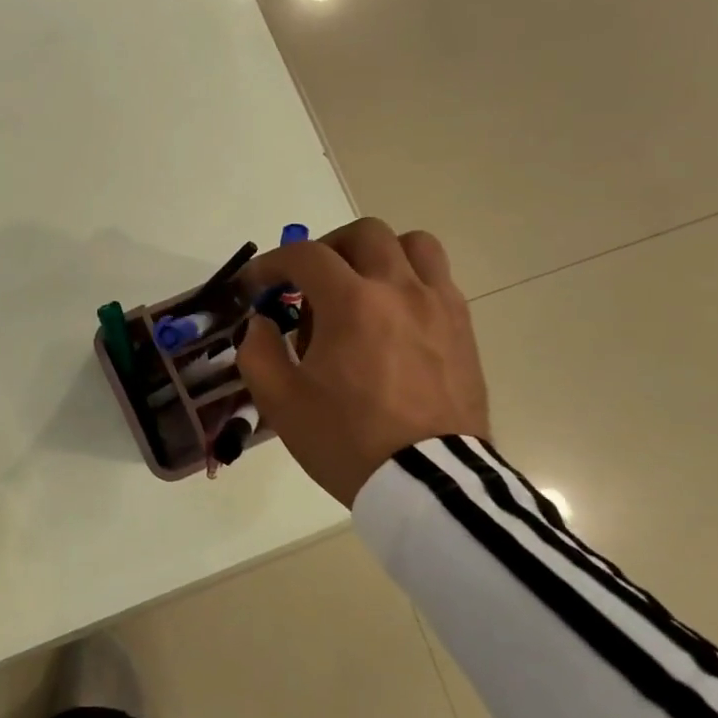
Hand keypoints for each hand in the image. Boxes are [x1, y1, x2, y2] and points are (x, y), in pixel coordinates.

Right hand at [236, 218, 489, 506]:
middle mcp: (400, 289)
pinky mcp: (463, 328)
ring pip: (414, 245)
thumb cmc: (347, 440)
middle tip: (307, 283)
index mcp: (352, 303)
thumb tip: (261, 323)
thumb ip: (257, 351)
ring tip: (359, 289)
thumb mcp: (280, 402)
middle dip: (326, 249)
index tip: (254, 286)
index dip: (270, 264)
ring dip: (378, 255)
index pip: (305, 256)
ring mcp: (439, 306)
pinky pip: (438, 280)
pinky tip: (391, 318)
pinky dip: (408, 281)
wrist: (428, 483)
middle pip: (364, 234)